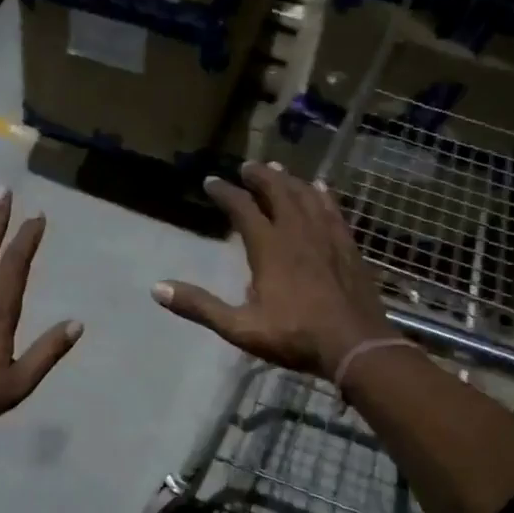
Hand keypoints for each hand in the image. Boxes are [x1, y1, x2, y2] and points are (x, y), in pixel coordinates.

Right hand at [153, 161, 388, 378]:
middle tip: (246, 167)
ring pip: (306, 196)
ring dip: (289, 180)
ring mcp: (326, 236)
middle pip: (277, 192)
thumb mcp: (240, 327)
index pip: (243, 209)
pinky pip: (333, 209)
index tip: (211, 182)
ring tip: (278, 171)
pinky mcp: (347, 246)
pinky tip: (321, 189)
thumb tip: (157, 288)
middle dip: (259, 177)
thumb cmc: (295, 336)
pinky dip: (322, 195)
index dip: (225, 193)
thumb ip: (200, 306)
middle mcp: (297, 232)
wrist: (356, 345)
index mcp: (269, 248)